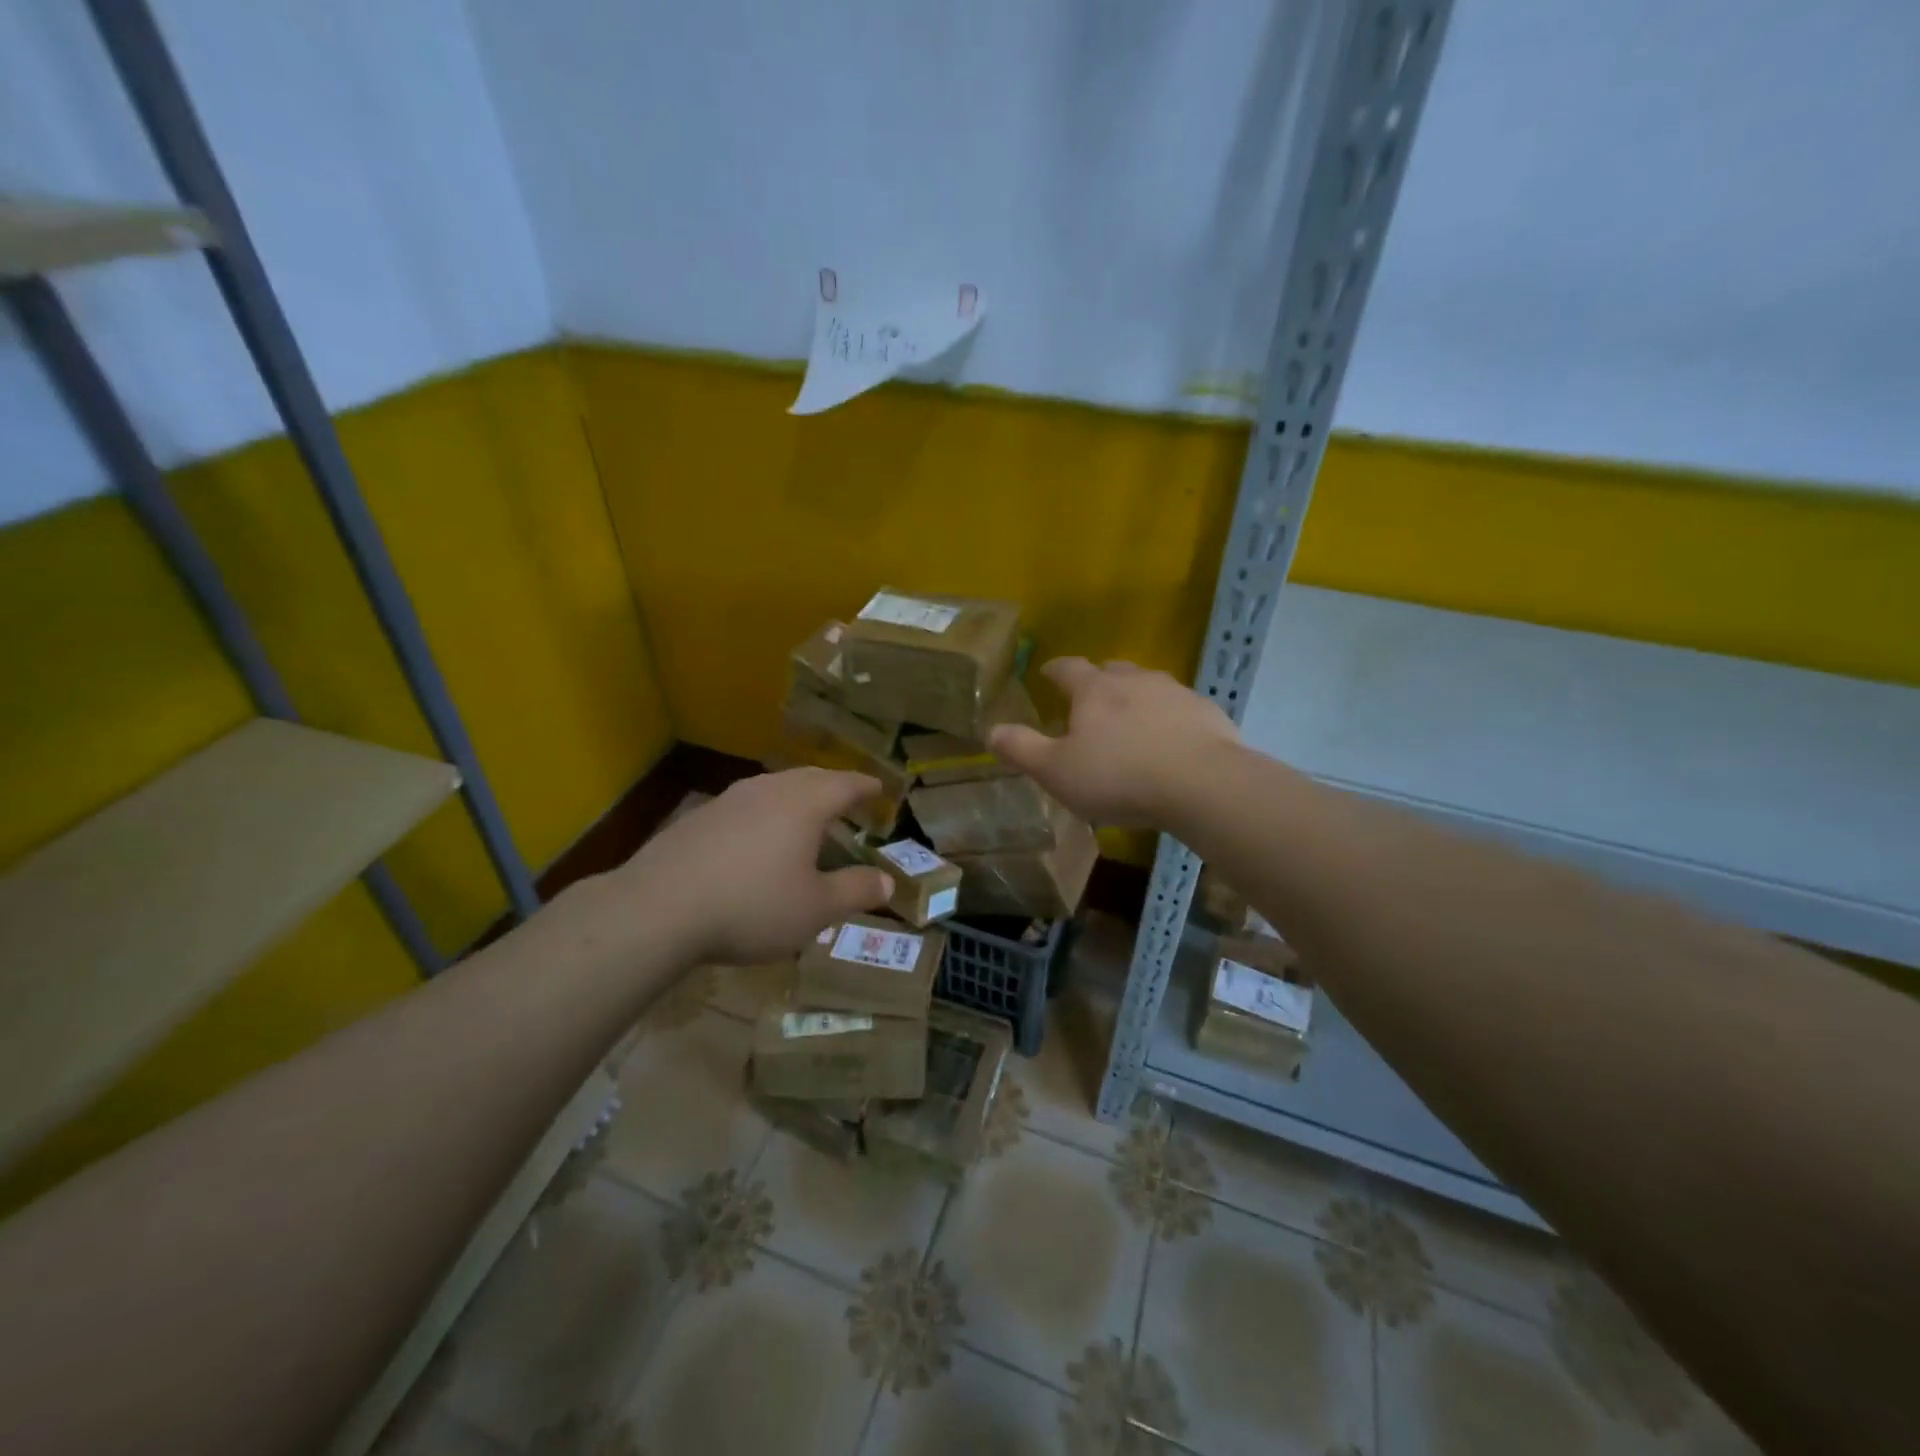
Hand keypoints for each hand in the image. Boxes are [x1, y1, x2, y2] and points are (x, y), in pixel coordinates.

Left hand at [603, 768, 894, 963]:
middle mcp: (768, 790)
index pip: (845, 783)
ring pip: (773, 788)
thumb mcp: (815, 909)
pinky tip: (756, 840)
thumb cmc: (752, 906)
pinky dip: (764, 815)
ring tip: (805, 817)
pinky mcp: (697, 818)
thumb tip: (887, 882)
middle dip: (833, 787)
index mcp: (804, 803)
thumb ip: (855, 891)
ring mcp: (728, 800)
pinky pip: (745, 806)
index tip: (880, 789)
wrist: (657, 909)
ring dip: (796, 798)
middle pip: (809, 778)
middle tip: (848, 799)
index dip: (866, 787)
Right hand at [989, 657, 1239, 827]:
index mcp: (1094, 690)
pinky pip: (1178, 707)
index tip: (1047, 673)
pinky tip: (1169, 739)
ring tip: (1129, 719)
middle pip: (1111, 670)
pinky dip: (1167, 716)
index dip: (1054, 670)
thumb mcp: (1056, 771)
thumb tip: (991, 730)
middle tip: (1088, 699)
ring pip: (1147, 684)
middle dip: (1097, 680)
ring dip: (1134, 696)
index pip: (1067, 668)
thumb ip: (1022, 749)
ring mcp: (1174, 692)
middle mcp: (1134, 680)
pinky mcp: (1206, 712)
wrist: (1203, 784)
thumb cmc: (1119, 777)